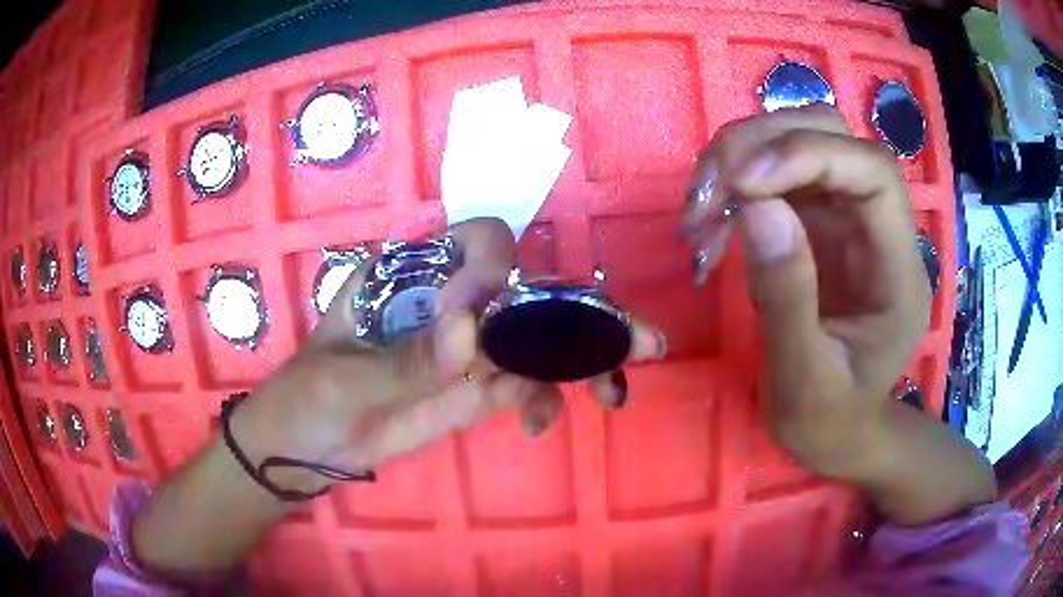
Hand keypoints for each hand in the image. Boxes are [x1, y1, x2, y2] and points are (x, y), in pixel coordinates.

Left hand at [232, 218, 664, 493]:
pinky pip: (525, 385)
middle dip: (581, 316)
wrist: (307, 449)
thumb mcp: (350, 377)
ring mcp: (469, 349)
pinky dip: (542, 399)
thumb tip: (471, 331)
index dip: (499, 268)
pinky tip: (537, 426)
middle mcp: (452, 302)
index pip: (477, 244)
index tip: (493, 315)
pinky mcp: (476, 389)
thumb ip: (410, 357)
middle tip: (633, 343)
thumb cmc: (311, 395)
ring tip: (611, 394)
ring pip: (539, 341)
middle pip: (528, 293)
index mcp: (414, 275)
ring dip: (582, 362)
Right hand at [682, 106, 930, 477]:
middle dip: (763, 146)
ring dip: (739, 158)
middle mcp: (877, 226)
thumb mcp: (805, 383)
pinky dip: (732, 184)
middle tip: (706, 194)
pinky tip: (708, 225)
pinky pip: (772, 172)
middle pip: (831, 135)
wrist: (836, 431)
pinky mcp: (815, 221)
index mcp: (898, 269)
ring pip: (797, 139)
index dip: (810, 155)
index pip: (873, 171)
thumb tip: (757, 207)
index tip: (742, 185)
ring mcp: (845, 217)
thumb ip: (789, 299)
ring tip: (697, 214)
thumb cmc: (829, 420)